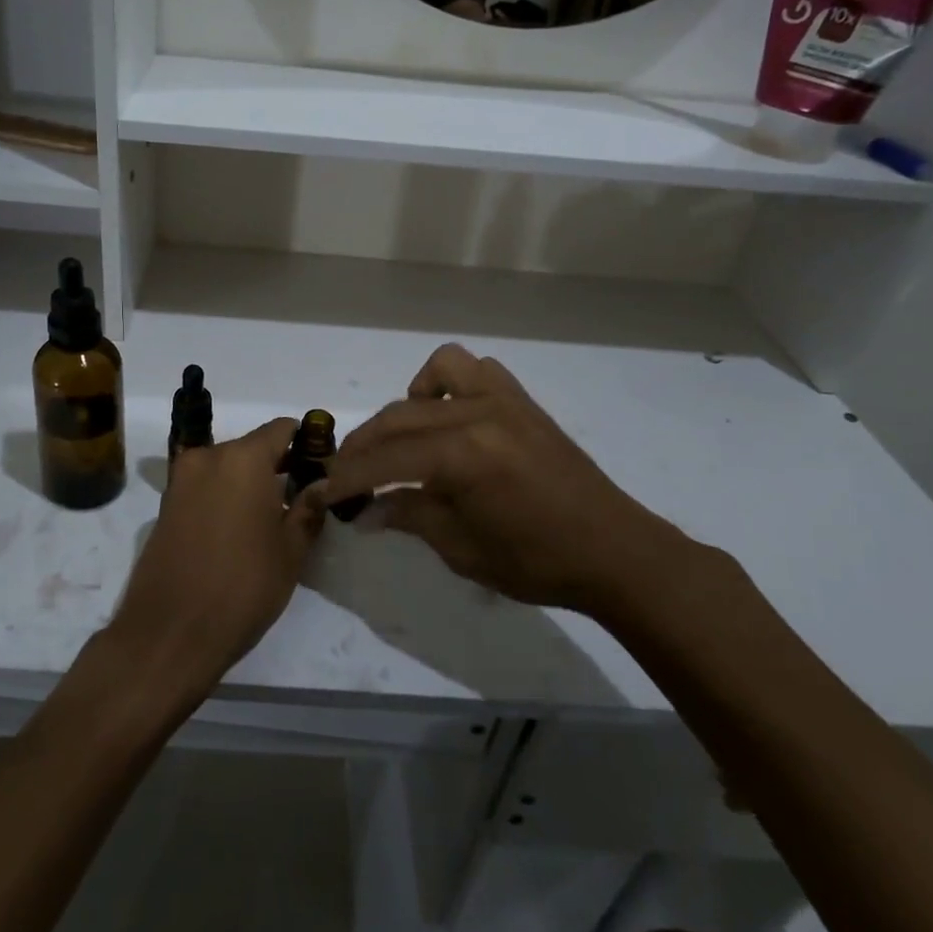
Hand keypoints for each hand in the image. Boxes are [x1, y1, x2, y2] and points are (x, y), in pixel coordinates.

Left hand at [107, 418, 325, 702]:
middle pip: (252, 446)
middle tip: (299, 499)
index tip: (319, 469)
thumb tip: (321, 484)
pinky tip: (237, 531)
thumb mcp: (290, 551)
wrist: (169, 633)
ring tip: (269, 520)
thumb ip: (308, 509)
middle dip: (276, 465)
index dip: (305, 443)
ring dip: (248, 482)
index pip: (281, 429)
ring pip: (226, 467)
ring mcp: (181, 480)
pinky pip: (204, 487)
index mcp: (243, 459)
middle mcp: (208, 457)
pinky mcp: (165, 505)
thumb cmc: (242, 587)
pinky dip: (223, 496)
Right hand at [321, 345, 691, 614]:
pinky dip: (450, 383)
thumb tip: (365, 512)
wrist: (612, 550)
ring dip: (407, 404)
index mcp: (462, 455)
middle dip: (364, 446)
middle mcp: (478, 413)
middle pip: (399, 418)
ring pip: (436, 373)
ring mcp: (503, 400)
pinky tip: (448, 416)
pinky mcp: (522, 401)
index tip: (320, 490)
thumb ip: (409, 516)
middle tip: (345, 474)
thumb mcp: (461, 548)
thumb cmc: (536, 562)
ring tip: (402, 439)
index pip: (385, 459)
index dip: (348, 477)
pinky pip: (476, 369)